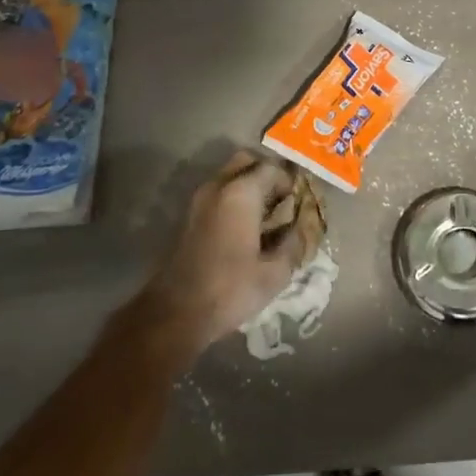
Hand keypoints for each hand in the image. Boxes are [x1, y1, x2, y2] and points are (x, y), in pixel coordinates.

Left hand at [133, 151, 321, 358]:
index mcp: (241, 193)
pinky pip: (217, 193)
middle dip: (267, 174)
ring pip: (229, 176)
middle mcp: (217, 187)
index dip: (290, 181)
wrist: (175, 313)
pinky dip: (233, 199)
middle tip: (283, 200)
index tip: (300, 201)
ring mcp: (198, 200)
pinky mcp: (188, 217)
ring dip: (249, 186)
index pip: (272, 168)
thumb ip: (294, 242)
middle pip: (246, 161)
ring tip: (266, 216)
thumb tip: (301, 227)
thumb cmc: (230, 289)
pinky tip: (245, 228)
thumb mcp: (275, 272)